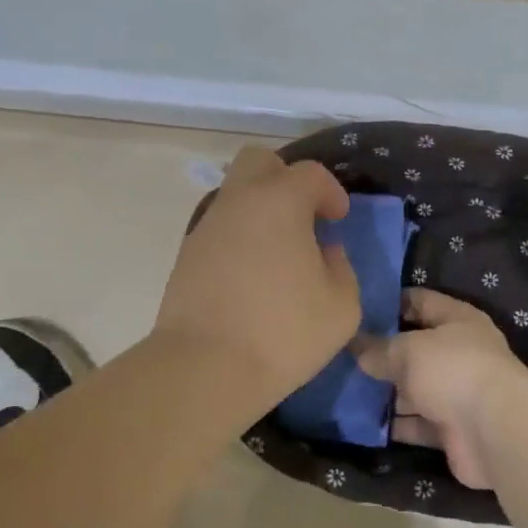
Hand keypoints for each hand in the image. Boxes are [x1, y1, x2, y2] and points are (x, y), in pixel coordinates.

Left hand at [153, 146, 360, 414]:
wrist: (204, 367)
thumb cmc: (283, 331)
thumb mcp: (341, 306)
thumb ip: (341, 269)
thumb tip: (325, 253)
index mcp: (280, 201)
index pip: (310, 173)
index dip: (330, 191)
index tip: (339, 219)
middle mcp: (240, 201)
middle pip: (259, 161)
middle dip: (285, 178)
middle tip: (303, 215)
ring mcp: (207, 226)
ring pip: (235, 195)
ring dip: (260, 211)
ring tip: (279, 252)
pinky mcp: (186, 255)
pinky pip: (220, 229)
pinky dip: (239, 238)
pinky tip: (251, 275)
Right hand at [356, 290, 527, 488]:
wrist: (496, 432)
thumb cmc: (453, 371)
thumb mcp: (409, 350)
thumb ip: (380, 348)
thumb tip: (355, 345)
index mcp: (458, 320)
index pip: (421, 301)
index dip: (391, 302)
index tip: (357, 308)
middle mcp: (460, 354)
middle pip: (416, 348)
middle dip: (383, 351)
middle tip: (344, 351)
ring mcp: (458, 393)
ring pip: (415, 388)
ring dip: (387, 391)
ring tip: (346, 386)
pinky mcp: (453, 430)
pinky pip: (417, 423)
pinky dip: (396, 423)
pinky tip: (363, 420)